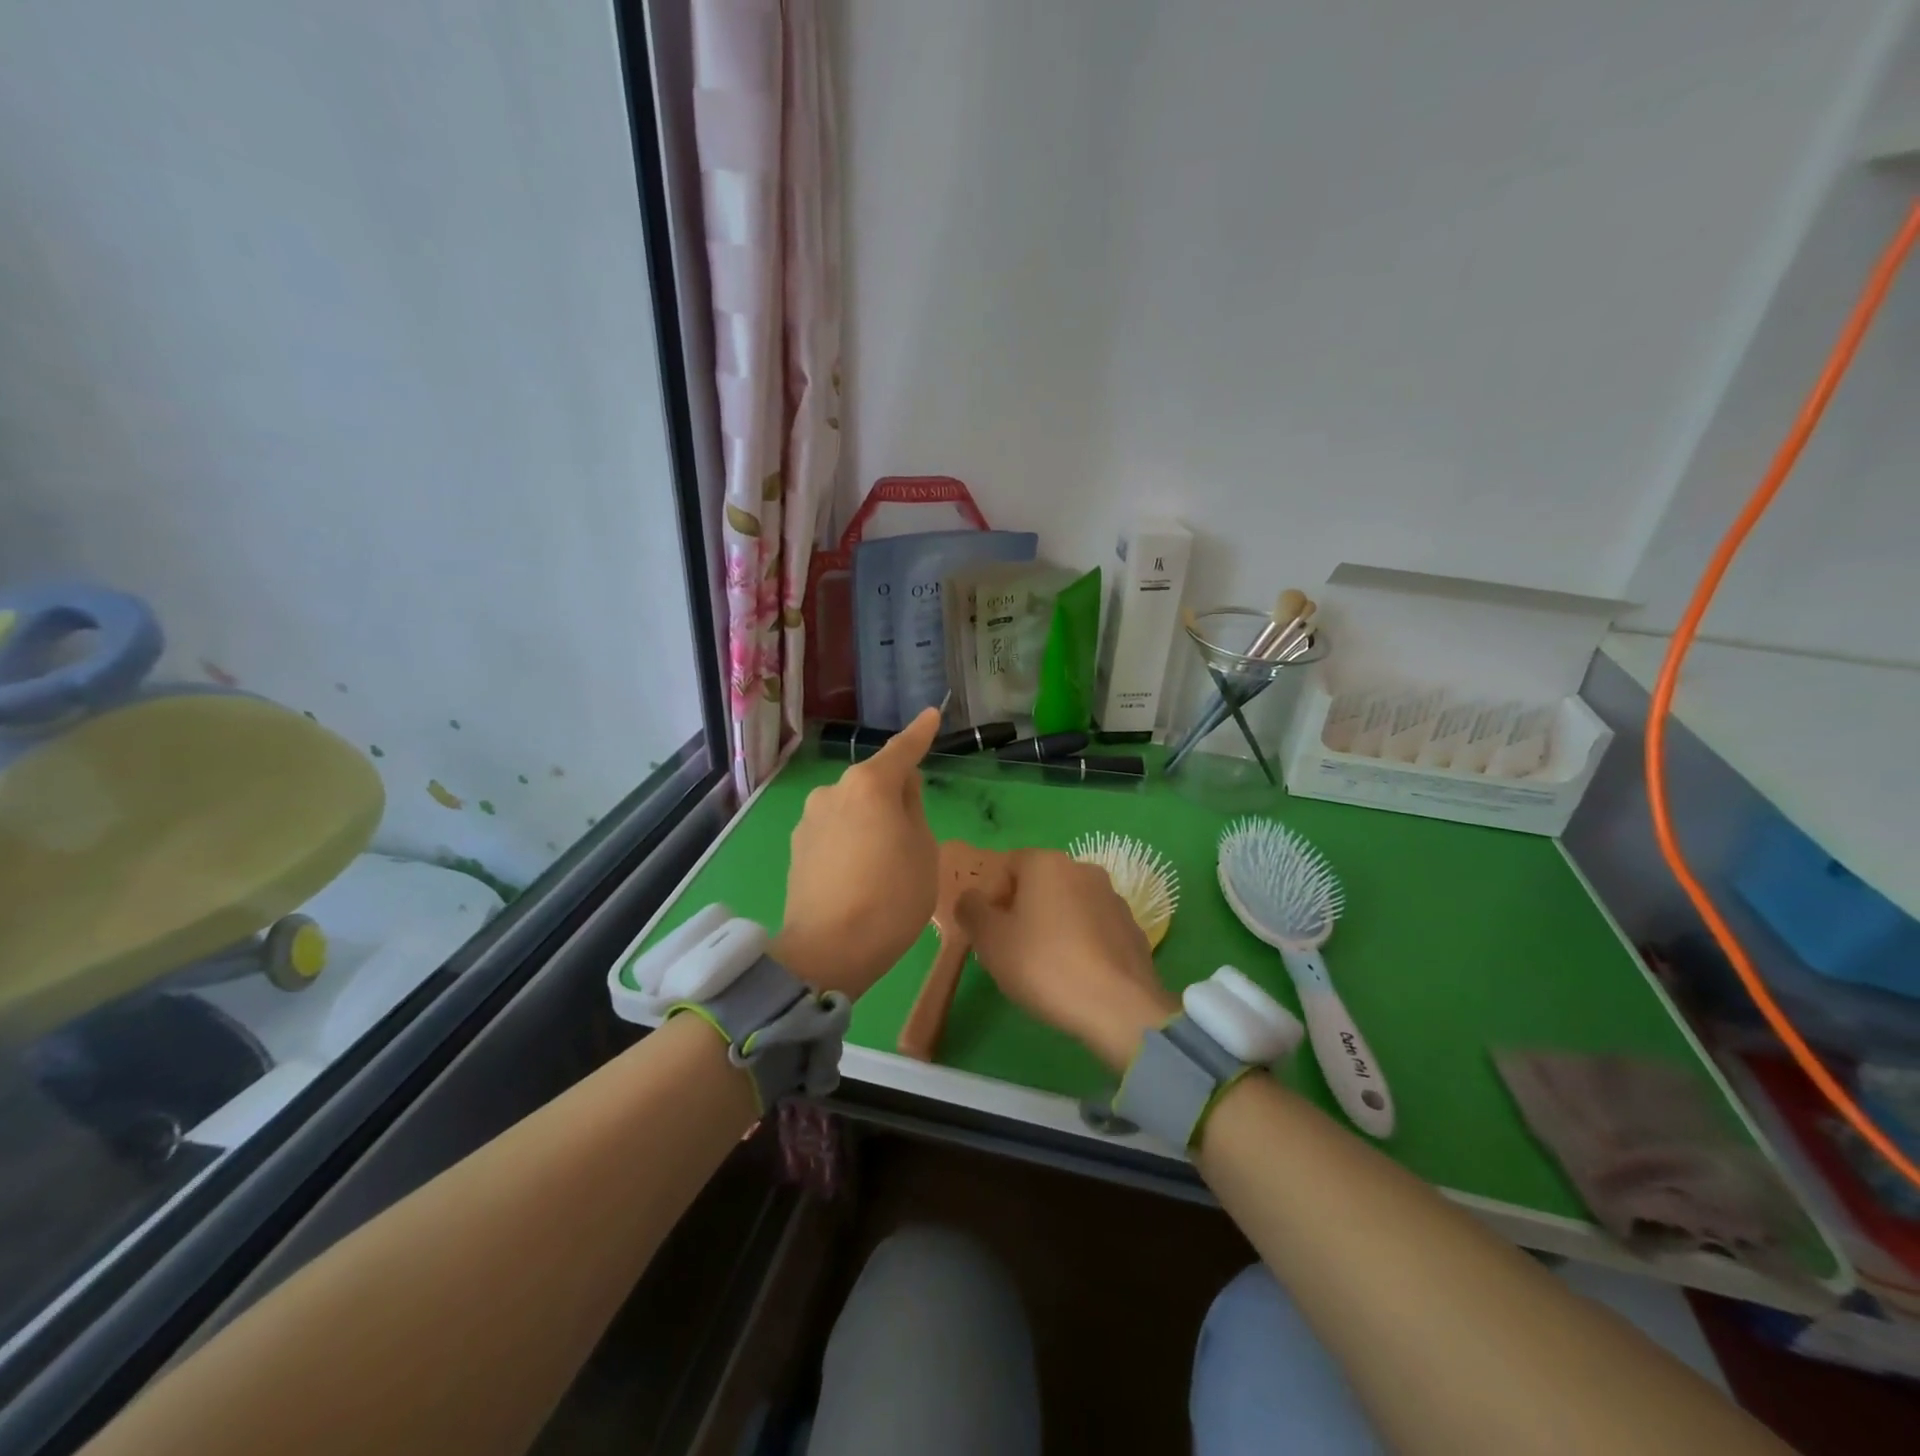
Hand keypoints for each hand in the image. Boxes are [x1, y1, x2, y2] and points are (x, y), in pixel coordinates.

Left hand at [774, 707, 941, 997]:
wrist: (829, 950)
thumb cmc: (892, 897)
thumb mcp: (922, 849)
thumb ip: (913, 809)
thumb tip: (901, 789)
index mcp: (870, 784)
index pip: (902, 750)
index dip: (920, 734)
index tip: (930, 715)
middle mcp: (833, 790)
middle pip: (873, 782)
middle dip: (892, 795)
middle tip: (911, 833)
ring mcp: (809, 817)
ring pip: (851, 807)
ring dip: (868, 820)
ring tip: (881, 863)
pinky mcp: (796, 846)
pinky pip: (833, 830)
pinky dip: (849, 839)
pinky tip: (856, 873)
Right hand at [956, 849, 1178, 1069]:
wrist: (1117, 1007)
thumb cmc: (1043, 965)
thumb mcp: (990, 940)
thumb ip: (971, 910)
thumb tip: (971, 898)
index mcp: (1046, 863)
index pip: (1007, 865)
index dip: (991, 896)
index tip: (988, 930)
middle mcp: (1083, 869)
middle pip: (1040, 883)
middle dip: (1022, 909)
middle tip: (1011, 949)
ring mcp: (1113, 898)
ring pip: (1069, 905)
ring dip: (1054, 925)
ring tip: (1045, 966)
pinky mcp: (1133, 928)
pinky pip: (1094, 928)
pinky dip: (1081, 942)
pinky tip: (1076, 974)